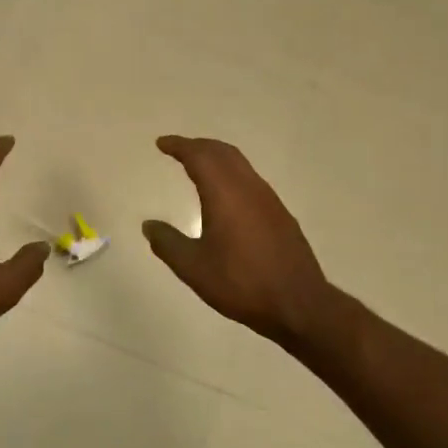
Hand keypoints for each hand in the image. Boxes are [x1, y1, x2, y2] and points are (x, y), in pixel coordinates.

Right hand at [143, 136, 335, 347]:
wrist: (299, 304)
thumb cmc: (241, 283)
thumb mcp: (194, 268)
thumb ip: (168, 243)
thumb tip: (149, 225)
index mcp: (225, 194)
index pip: (199, 156)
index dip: (179, 146)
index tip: (162, 144)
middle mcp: (249, 188)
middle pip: (222, 152)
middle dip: (198, 146)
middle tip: (178, 149)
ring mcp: (269, 200)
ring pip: (240, 165)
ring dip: (217, 158)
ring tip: (198, 167)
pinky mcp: (280, 215)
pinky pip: (250, 180)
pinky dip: (231, 175)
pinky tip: (226, 196)